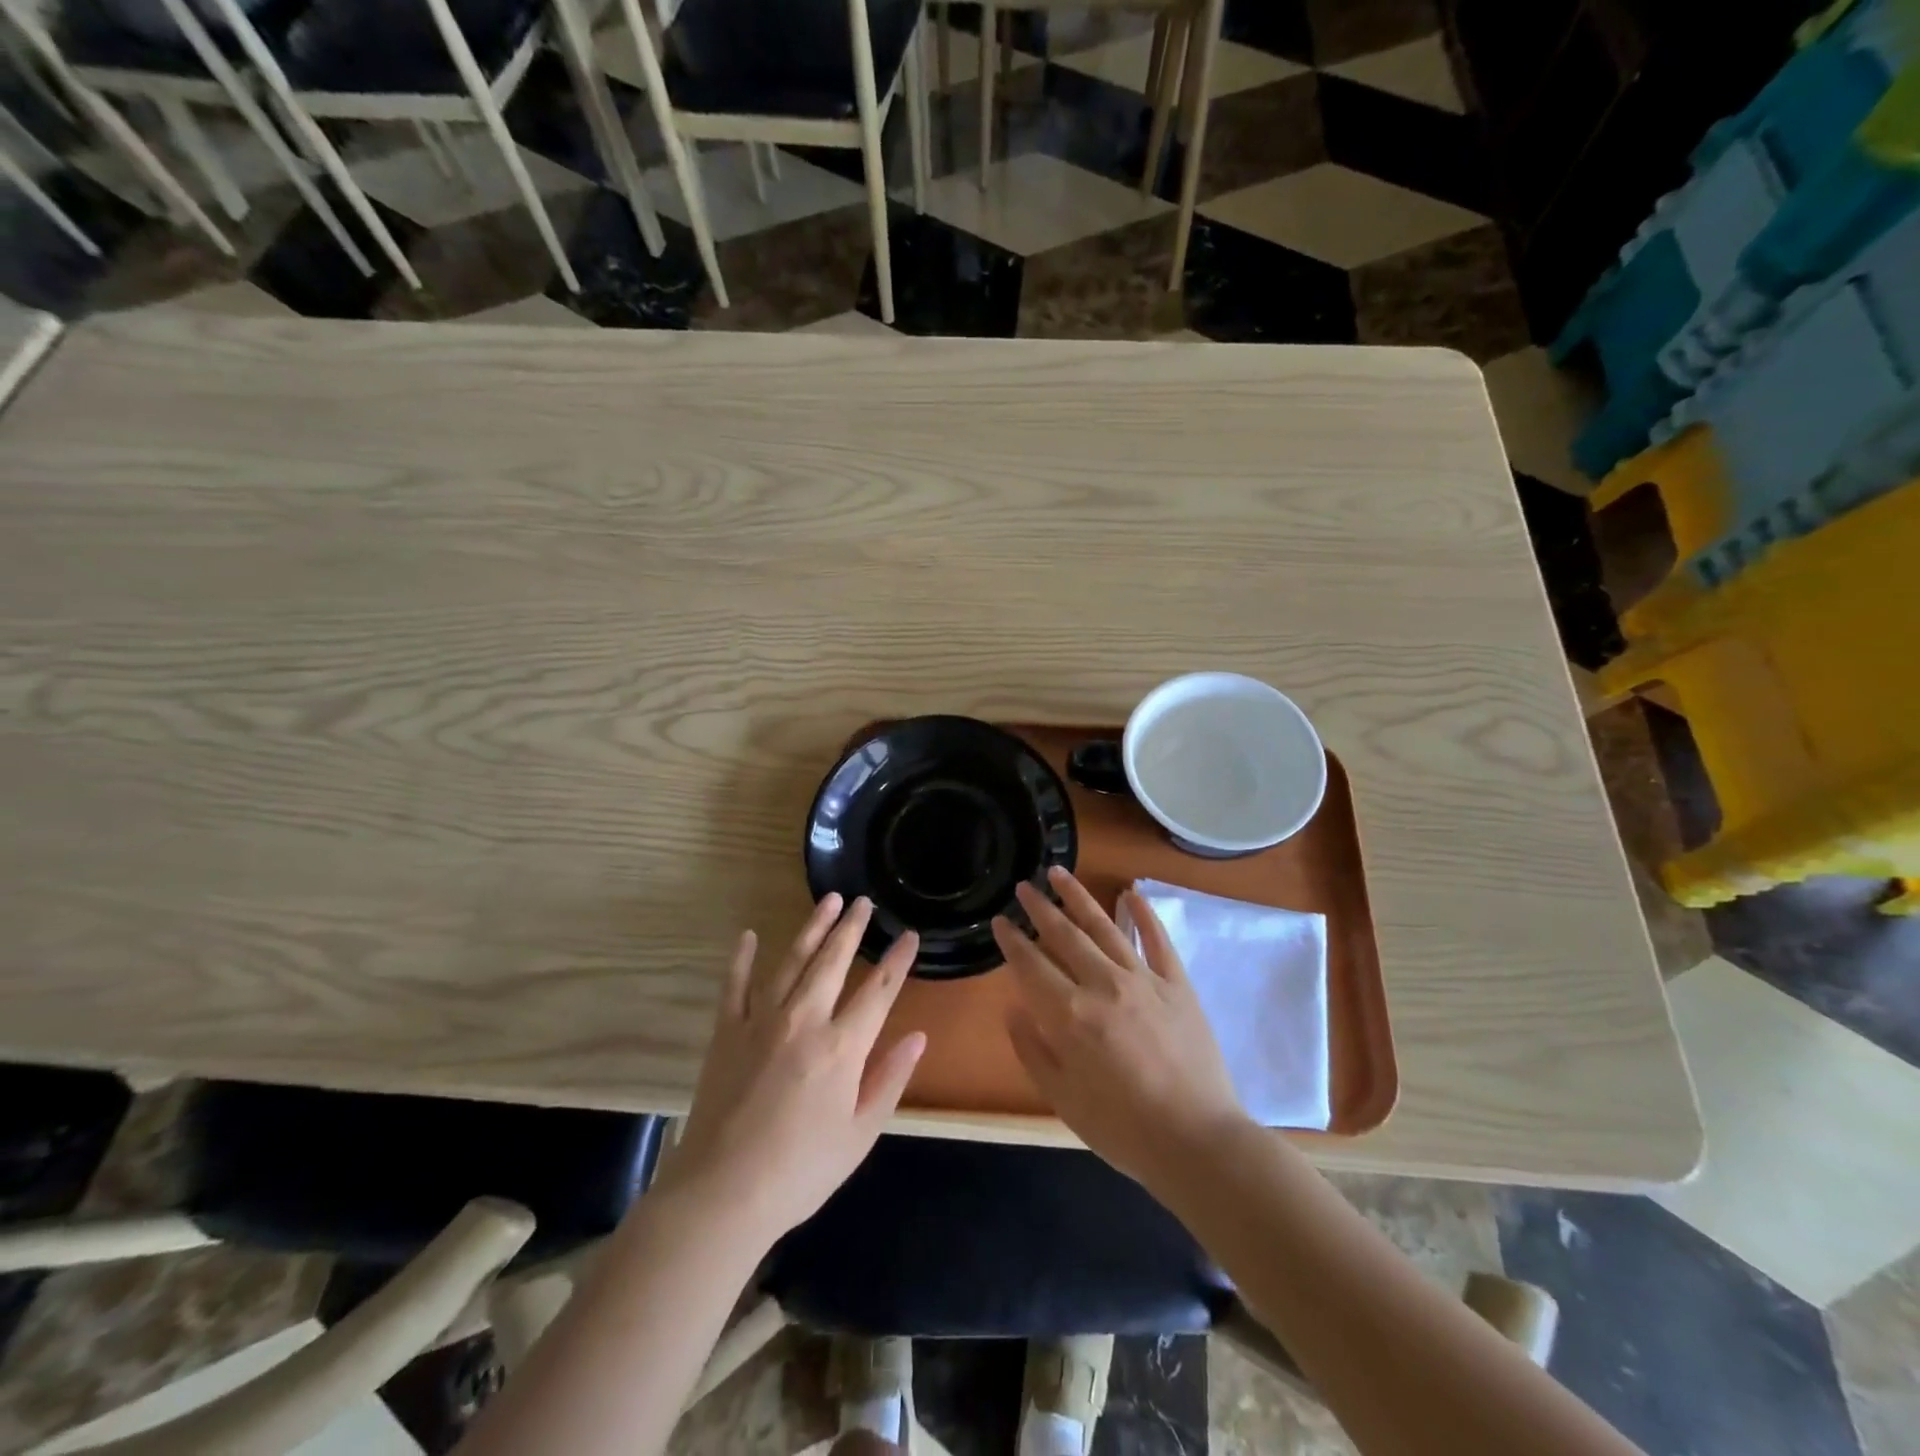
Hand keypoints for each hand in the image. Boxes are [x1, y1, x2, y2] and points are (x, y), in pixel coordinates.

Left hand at [654, 895, 925, 1245]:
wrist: (721, 1194)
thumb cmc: (800, 1171)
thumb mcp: (860, 1134)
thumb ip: (890, 1079)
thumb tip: (918, 1036)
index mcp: (841, 1047)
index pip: (878, 992)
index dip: (897, 961)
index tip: (910, 935)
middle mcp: (804, 1020)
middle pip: (833, 962)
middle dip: (852, 928)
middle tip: (864, 902)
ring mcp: (761, 1021)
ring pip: (792, 960)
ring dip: (812, 928)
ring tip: (828, 901)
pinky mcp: (726, 1031)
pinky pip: (735, 985)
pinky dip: (743, 958)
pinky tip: (750, 935)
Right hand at [992, 867, 1246, 1187]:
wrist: (1198, 1142)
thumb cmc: (1123, 1129)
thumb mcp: (1063, 1100)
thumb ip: (1033, 1051)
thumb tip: (1014, 1010)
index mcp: (1070, 1015)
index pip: (1031, 965)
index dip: (1012, 940)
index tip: (1000, 920)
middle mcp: (1103, 985)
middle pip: (1064, 935)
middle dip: (1040, 908)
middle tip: (1024, 886)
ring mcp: (1144, 979)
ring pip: (1104, 926)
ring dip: (1079, 897)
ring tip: (1059, 873)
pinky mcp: (1177, 984)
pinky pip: (1157, 940)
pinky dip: (1143, 914)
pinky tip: (1131, 892)